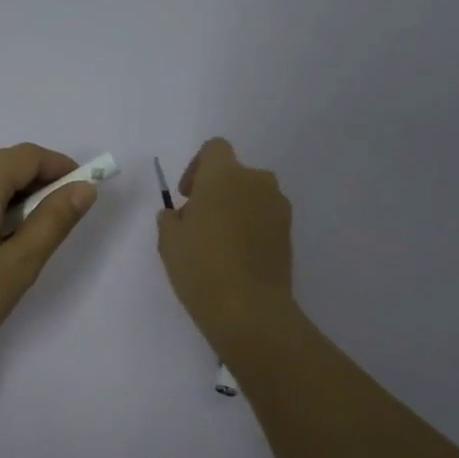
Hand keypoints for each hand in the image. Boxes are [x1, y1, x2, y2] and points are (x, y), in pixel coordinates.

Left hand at [0, 143, 98, 381]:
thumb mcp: (18, 265)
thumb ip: (53, 221)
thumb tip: (83, 188)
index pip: (26, 156)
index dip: (60, 168)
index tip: (83, 193)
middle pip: (1, 163)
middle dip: (37, 182)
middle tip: (60, 220)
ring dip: (11, 195)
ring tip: (29, 236)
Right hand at [157, 138, 295, 351]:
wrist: (249, 308)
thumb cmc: (201, 266)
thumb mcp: (169, 241)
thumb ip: (171, 218)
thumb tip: (181, 215)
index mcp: (224, 175)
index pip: (214, 149)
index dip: (197, 167)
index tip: (188, 195)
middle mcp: (257, 181)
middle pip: (235, 173)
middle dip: (217, 191)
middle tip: (200, 222)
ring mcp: (278, 206)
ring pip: (252, 196)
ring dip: (236, 208)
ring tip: (219, 242)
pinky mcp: (289, 232)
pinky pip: (265, 217)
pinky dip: (251, 227)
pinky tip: (237, 256)